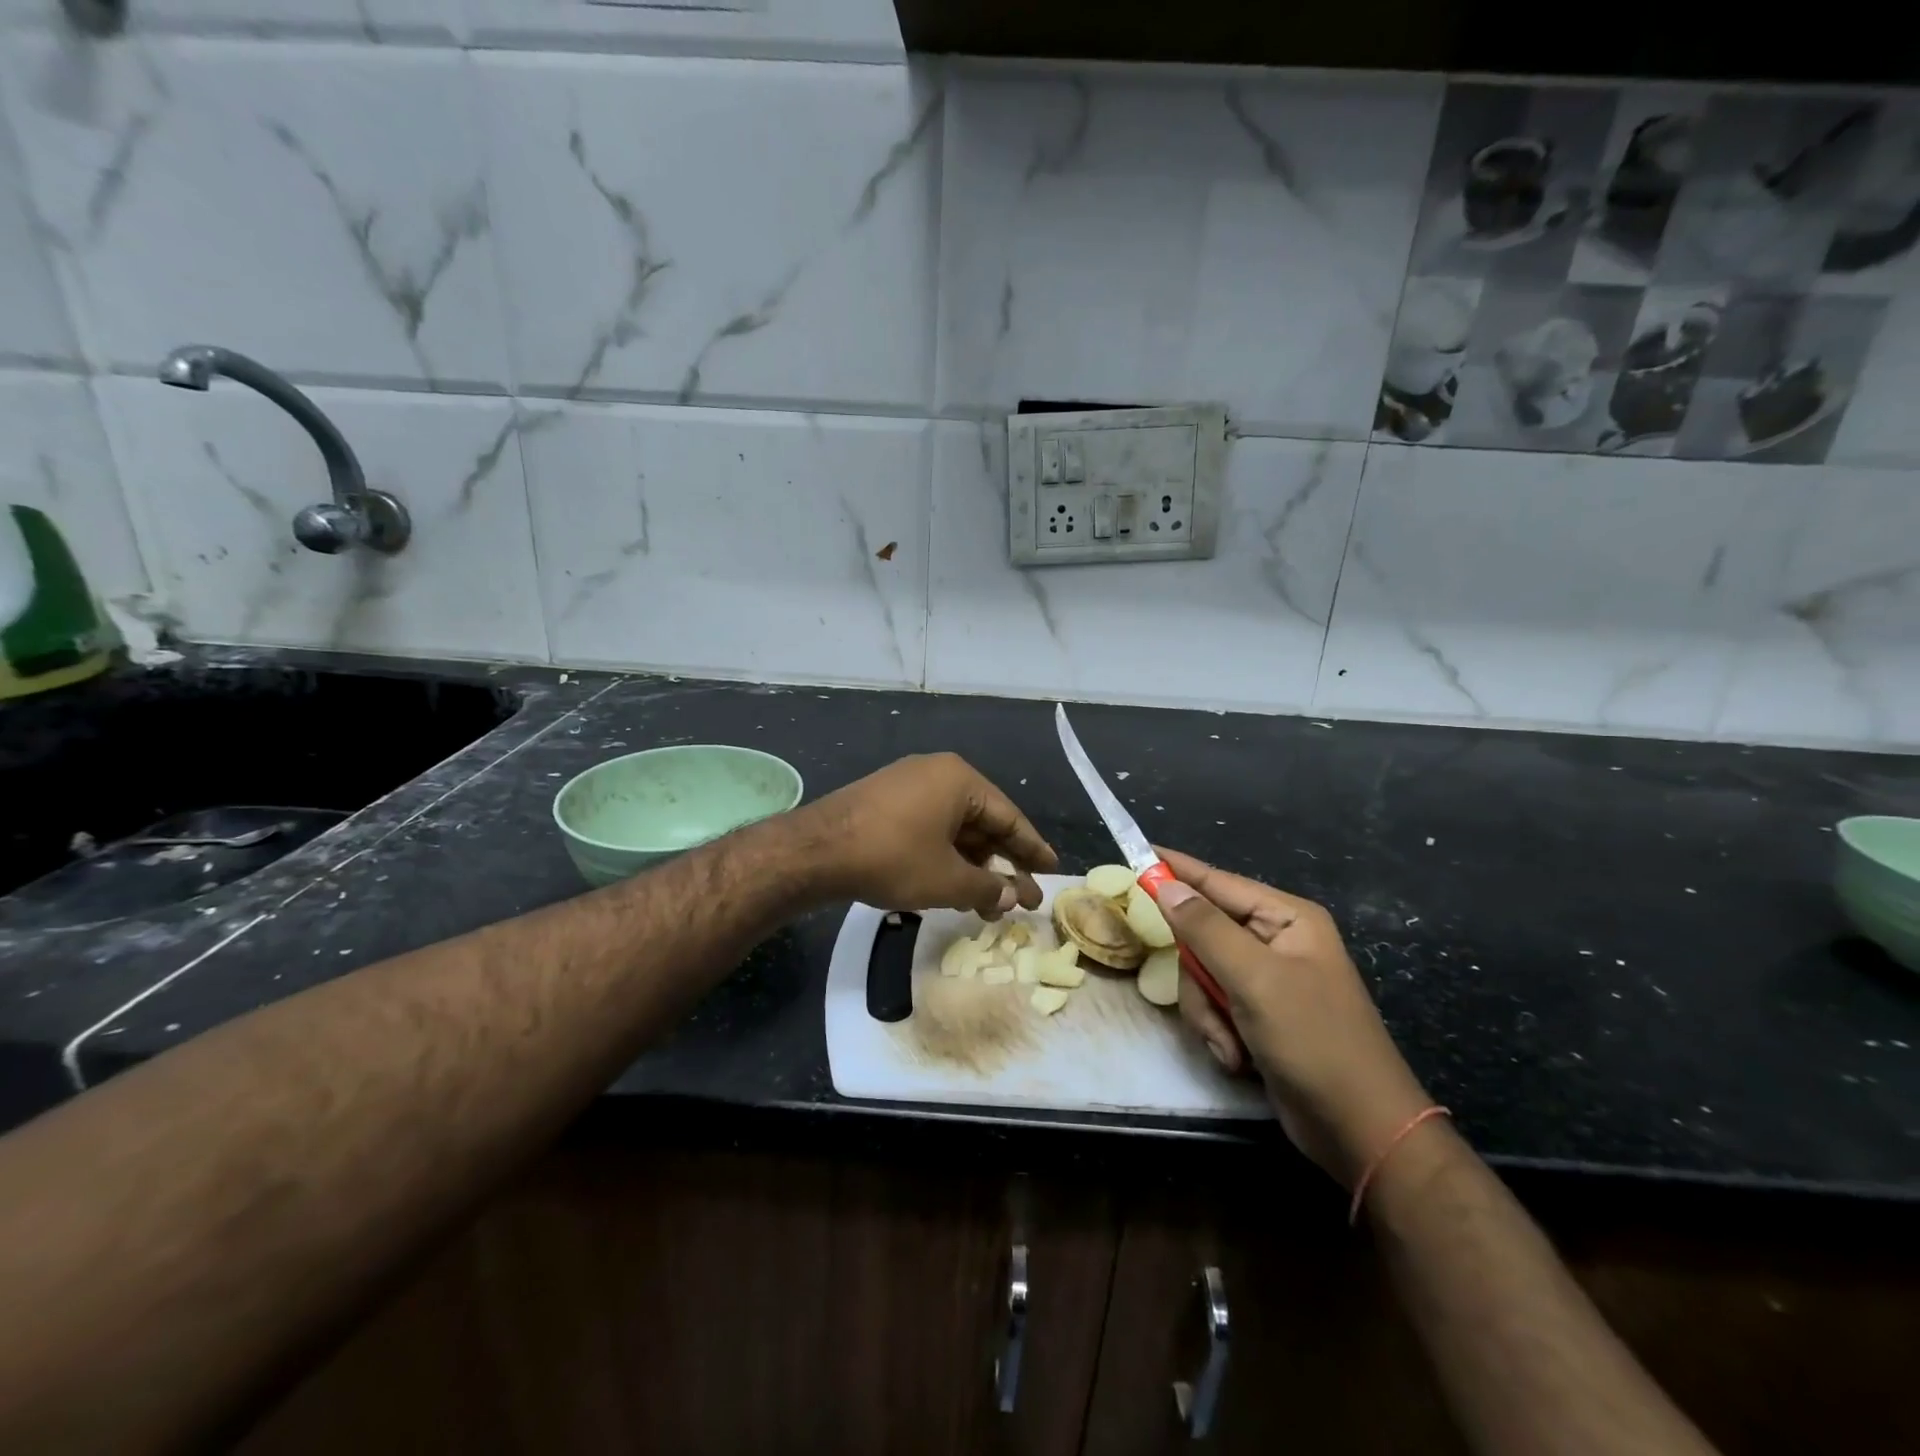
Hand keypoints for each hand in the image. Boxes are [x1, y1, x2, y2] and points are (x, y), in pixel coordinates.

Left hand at [797, 754, 1056, 917]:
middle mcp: (937, 773)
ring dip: (972, 865)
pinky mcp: (885, 801)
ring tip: (986, 904)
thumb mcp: (947, 879)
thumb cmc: (892, 858)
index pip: (1010, 817)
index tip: (1052, 871)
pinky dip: (945, 856)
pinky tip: (952, 885)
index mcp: (959, 780)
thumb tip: (1014, 896)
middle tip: (1019, 898)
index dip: (1032, 849)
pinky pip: (929, 827)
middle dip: (1000, 863)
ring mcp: (907, 785)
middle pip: (982, 821)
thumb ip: (988, 887)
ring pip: (954, 828)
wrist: (815, 851)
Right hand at [1153, 848, 1432, 1188]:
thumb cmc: (1313, 1040)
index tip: (1137, 854)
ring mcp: (1267, 980)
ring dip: (1207, 1013)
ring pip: (1202, 975)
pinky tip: (1238, 1058)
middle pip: (1202, 935)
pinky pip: (1214, 1005)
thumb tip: (1165, 885)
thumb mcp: (1254, 979)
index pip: (1218, 882)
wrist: (1357, 1128)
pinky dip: (1217, 1032)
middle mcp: (1276, 941)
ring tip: (1229, 1044)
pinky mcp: (1258, 1014)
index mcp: (1286, 918)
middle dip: (1199, 977)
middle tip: (1209, 1002)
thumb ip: (1205, 928)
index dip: (1176, 870)